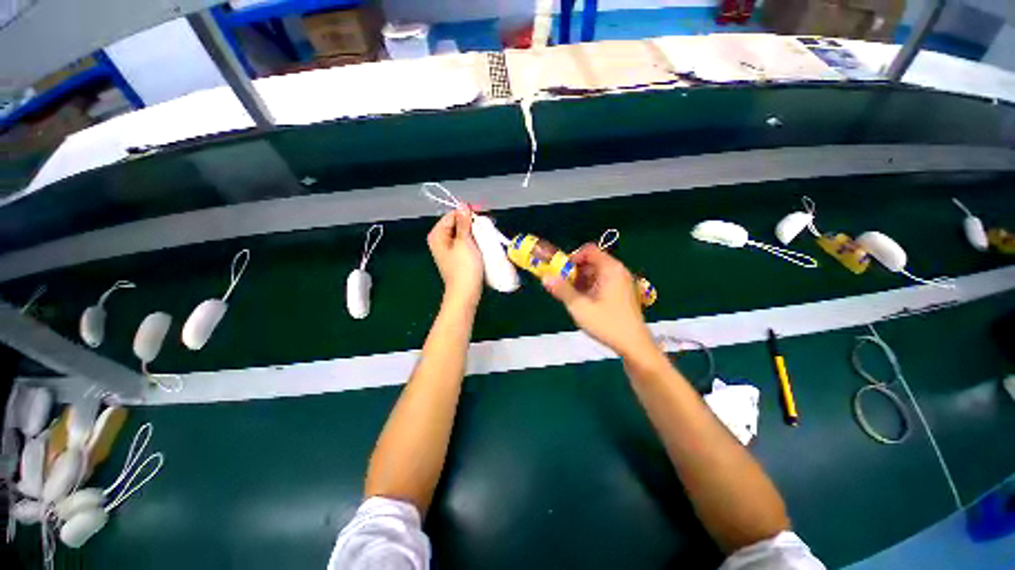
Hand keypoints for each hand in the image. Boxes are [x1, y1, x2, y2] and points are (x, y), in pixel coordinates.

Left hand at [427, 209, 483, 306]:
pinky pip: (466, 243)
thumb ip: (463, 223)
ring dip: (476, 232)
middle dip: (472, 223)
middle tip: (488, 224)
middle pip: (457, 224)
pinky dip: (475, 241)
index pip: (452, 215)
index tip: (482, 213)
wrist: (466, 292)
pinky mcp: (458, 257)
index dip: (467, 212)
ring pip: (463, 233)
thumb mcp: (464, 242)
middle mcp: (440, 240)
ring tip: (488, 232)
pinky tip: (485, 241)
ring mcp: (449, 250)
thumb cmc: (464, 267)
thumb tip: (462, 205)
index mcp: (437, 235)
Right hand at [543, 244, 657, 360]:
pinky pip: (602, 283)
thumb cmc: (607, 324)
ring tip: (571, 296)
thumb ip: (562, 290)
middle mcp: (618, 272)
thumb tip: (545, 277)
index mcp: (611, 269)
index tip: (561, 271)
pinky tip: (583, 303)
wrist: (634, 346)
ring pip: (596, 274)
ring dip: (581, 281)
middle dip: (575, 272)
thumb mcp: (580, 307)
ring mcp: (622, 283)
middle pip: (592, 262)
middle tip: (563, 285)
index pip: (589, 251)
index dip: (573, 257)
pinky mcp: (622, 293)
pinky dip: (590, 288)